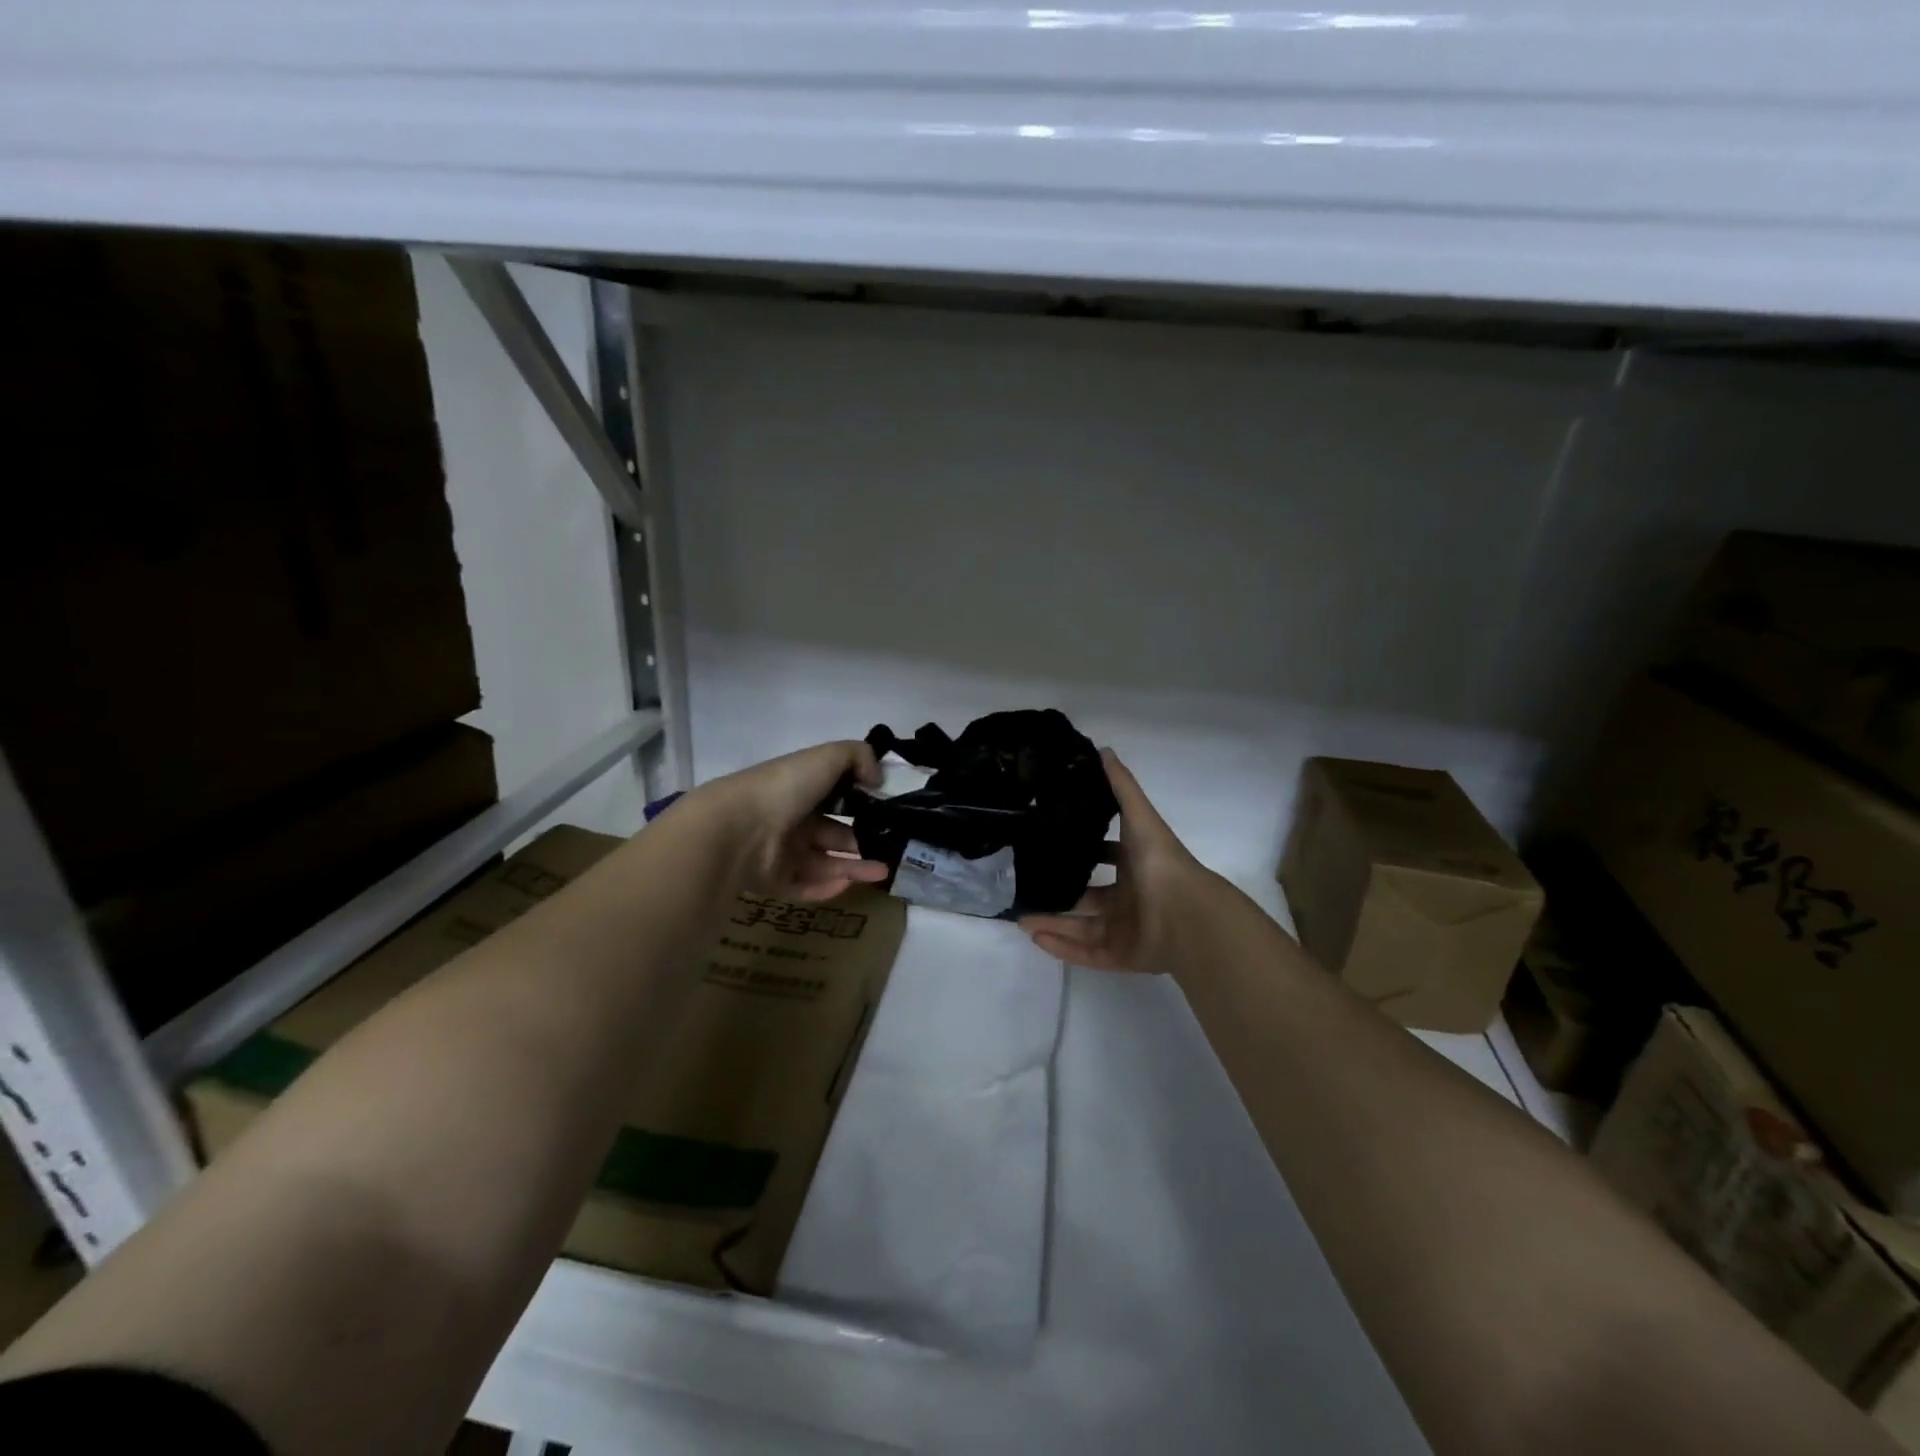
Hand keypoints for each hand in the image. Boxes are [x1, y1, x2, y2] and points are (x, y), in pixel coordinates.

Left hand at [692, 741, 891, 901]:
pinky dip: (828, 888)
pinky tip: (851, 884)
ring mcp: (780, 852)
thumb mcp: (827, 757)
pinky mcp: (773, 881)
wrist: (738, 829)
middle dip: (861, 839)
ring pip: (824, 862)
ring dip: (855, 867)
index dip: (859, 801)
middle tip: (890, 847)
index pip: (833, 795)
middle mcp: (790, 819)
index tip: (886, 811)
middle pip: (832, 832)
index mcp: (799, 789)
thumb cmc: (785, 787)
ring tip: (885, 872)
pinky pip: (805, 887)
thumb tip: (878, 778)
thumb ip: (859, 757)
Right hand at [1019, 750, 1217, 975]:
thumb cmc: (1160, 863)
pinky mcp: (1121, 956)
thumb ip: (1121, 786)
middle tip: (1028, 887)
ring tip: (1020, 917)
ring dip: (1052, 922)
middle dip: (1061, 893)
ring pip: (1082, 928)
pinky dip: (1062, 948)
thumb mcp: (1139, 816)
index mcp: (1137, 867)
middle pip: (1090, 897)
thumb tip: (1103, 750)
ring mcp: (1125, 930)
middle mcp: (1130, 899)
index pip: (1108, 858)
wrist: (1186, 915)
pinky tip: (1035, 937)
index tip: (1054, 845)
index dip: (1086, 852)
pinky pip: (1086, 954)